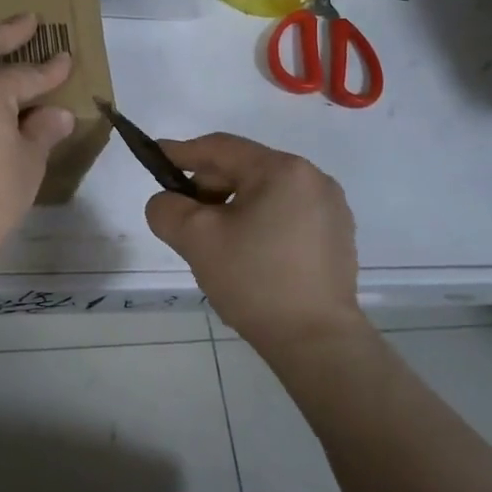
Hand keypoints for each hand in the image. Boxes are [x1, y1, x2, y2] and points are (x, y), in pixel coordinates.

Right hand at [144, 133, 361, 350]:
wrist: (317, 343)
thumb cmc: (255, 280)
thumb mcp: (196, 239)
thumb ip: (167, 209)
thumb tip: (168, 202)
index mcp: (282, 170)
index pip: (221, 148)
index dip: (182, 152)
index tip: (155, 157)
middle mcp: (313, 179)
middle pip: (244, 170)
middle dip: (208, 188)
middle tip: (182, 216)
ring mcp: (330, 209)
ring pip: (264, 194)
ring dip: (232, 207)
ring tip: (213, 240)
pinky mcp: (337, 237)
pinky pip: (286, 215)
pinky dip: (258, 223)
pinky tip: (246, 254)